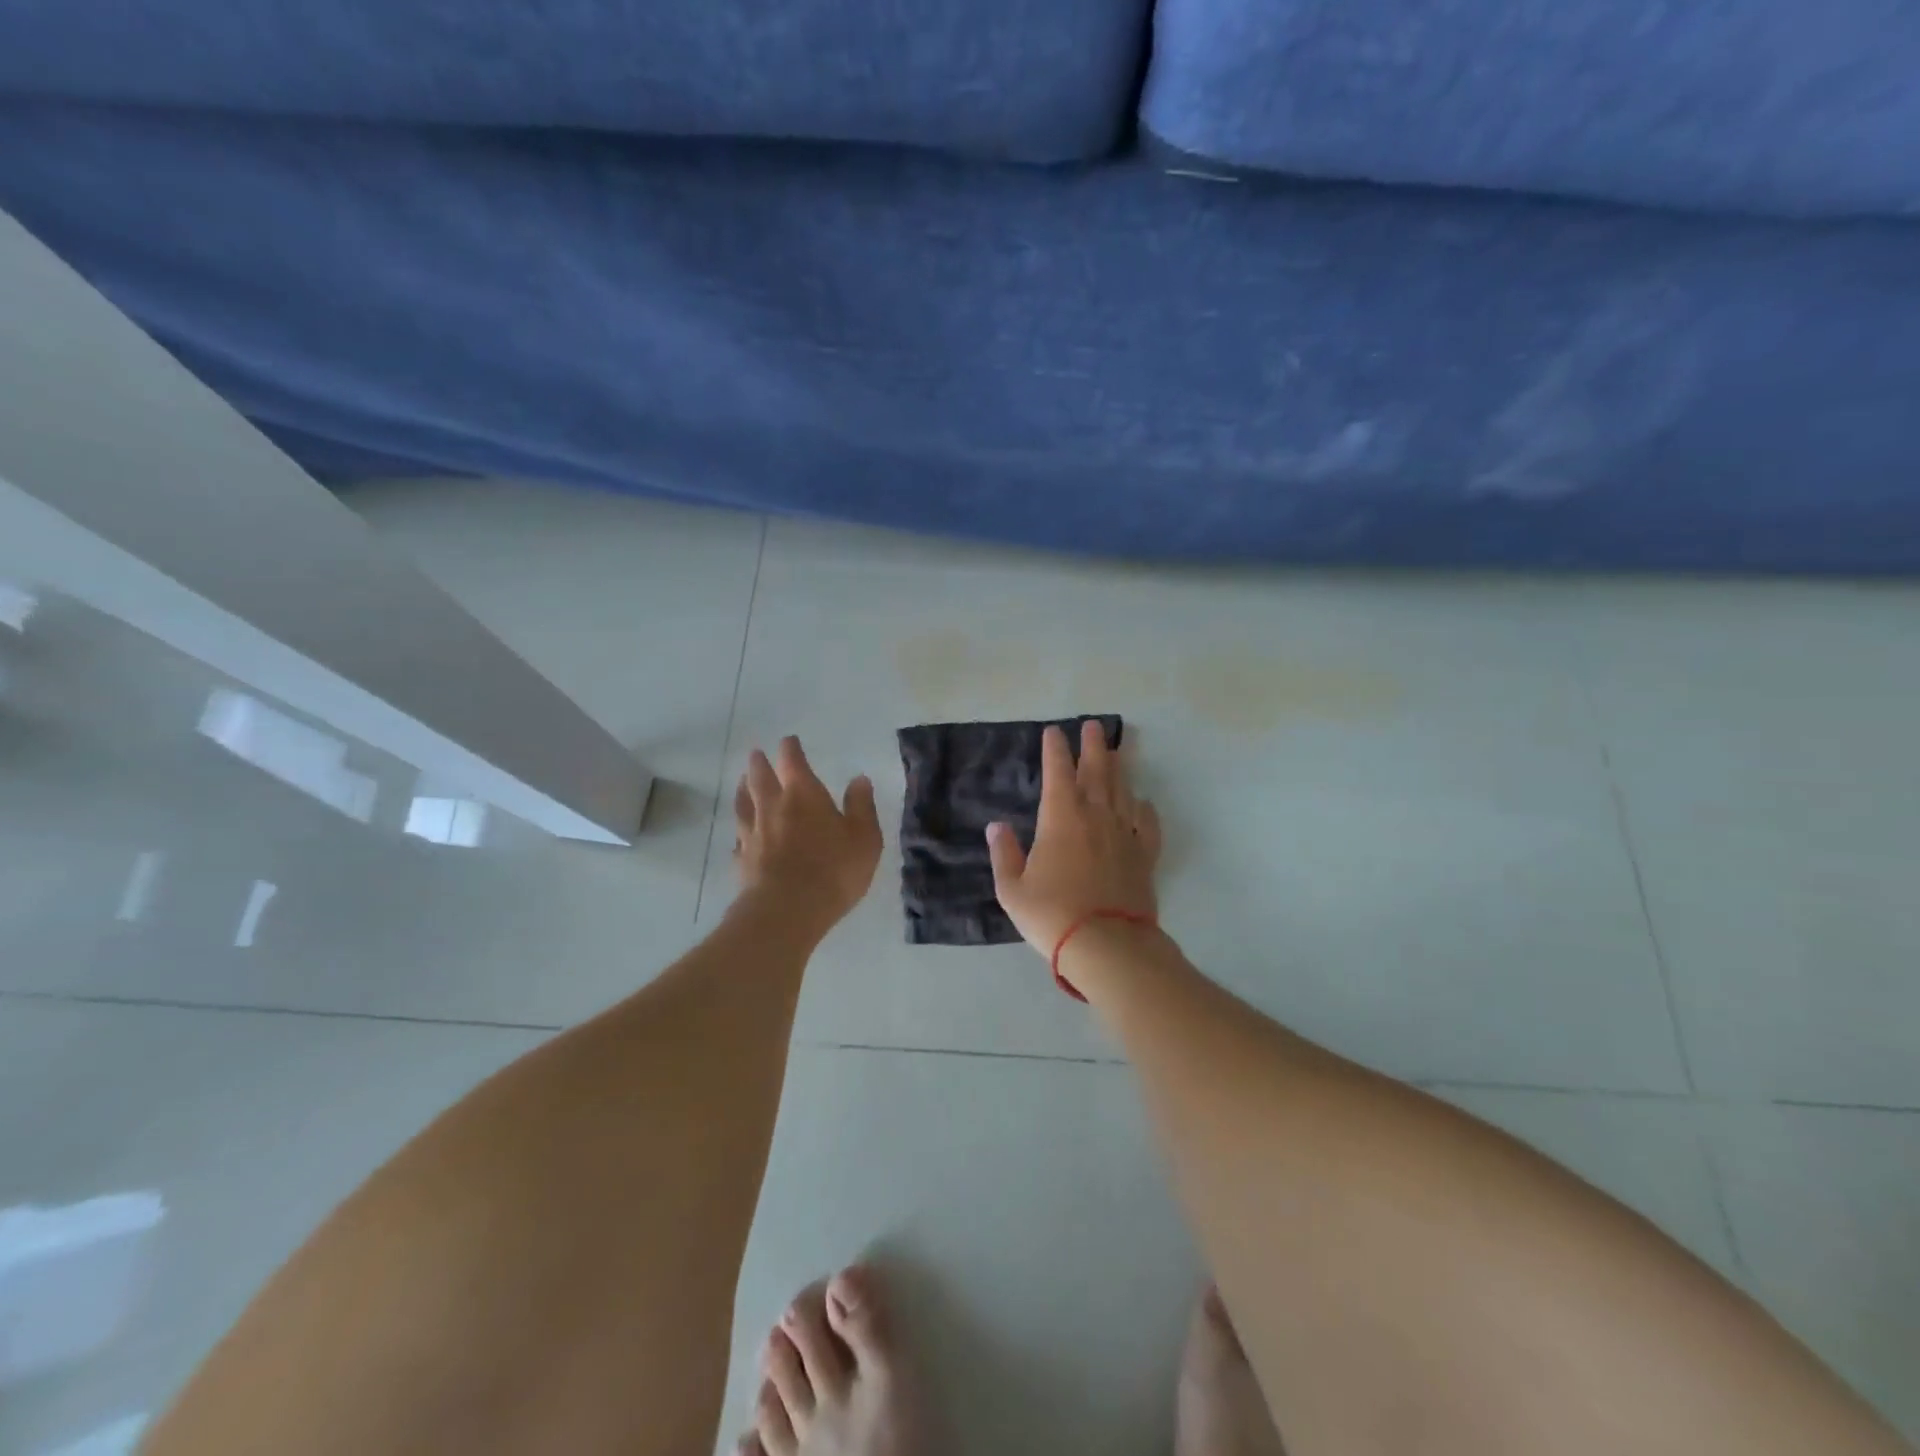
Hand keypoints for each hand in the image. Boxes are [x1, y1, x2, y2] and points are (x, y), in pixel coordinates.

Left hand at [733, 736, 882, 929]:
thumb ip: (861, 806)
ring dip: (742, 789)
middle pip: (760, 778)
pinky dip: (740, 831)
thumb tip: (859, 779)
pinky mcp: (742, 861)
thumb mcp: (864, 837)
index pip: (793, 762)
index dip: (790, 749)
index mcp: (803, 795)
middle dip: (760, 764)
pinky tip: (740, 836)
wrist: (787, 911)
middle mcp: (773, 807)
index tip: (788, 741)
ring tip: (741, 782)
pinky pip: (739, 839)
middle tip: (756, 753)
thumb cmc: (833, 870)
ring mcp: (753, 834)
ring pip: (743, 804)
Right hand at [988, 722, 1161, 956]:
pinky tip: (1142, 801)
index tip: (1053, 732)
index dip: (1055, 749)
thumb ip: (1004, 854)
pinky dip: (1144, 807)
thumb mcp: (1012, 889)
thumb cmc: (1052, 915)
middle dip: (1093, 746)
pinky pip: (1147, 822)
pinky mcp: (1144, 855)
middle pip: (1097, 771)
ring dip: (1118, 767)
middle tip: (1094, 726)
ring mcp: (1124, 833)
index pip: (1058, 772)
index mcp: (1061, 818)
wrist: (1107, 944)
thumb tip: (996, 827)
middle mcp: (1096, 816)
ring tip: (1117, 750)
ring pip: (1123, 790)